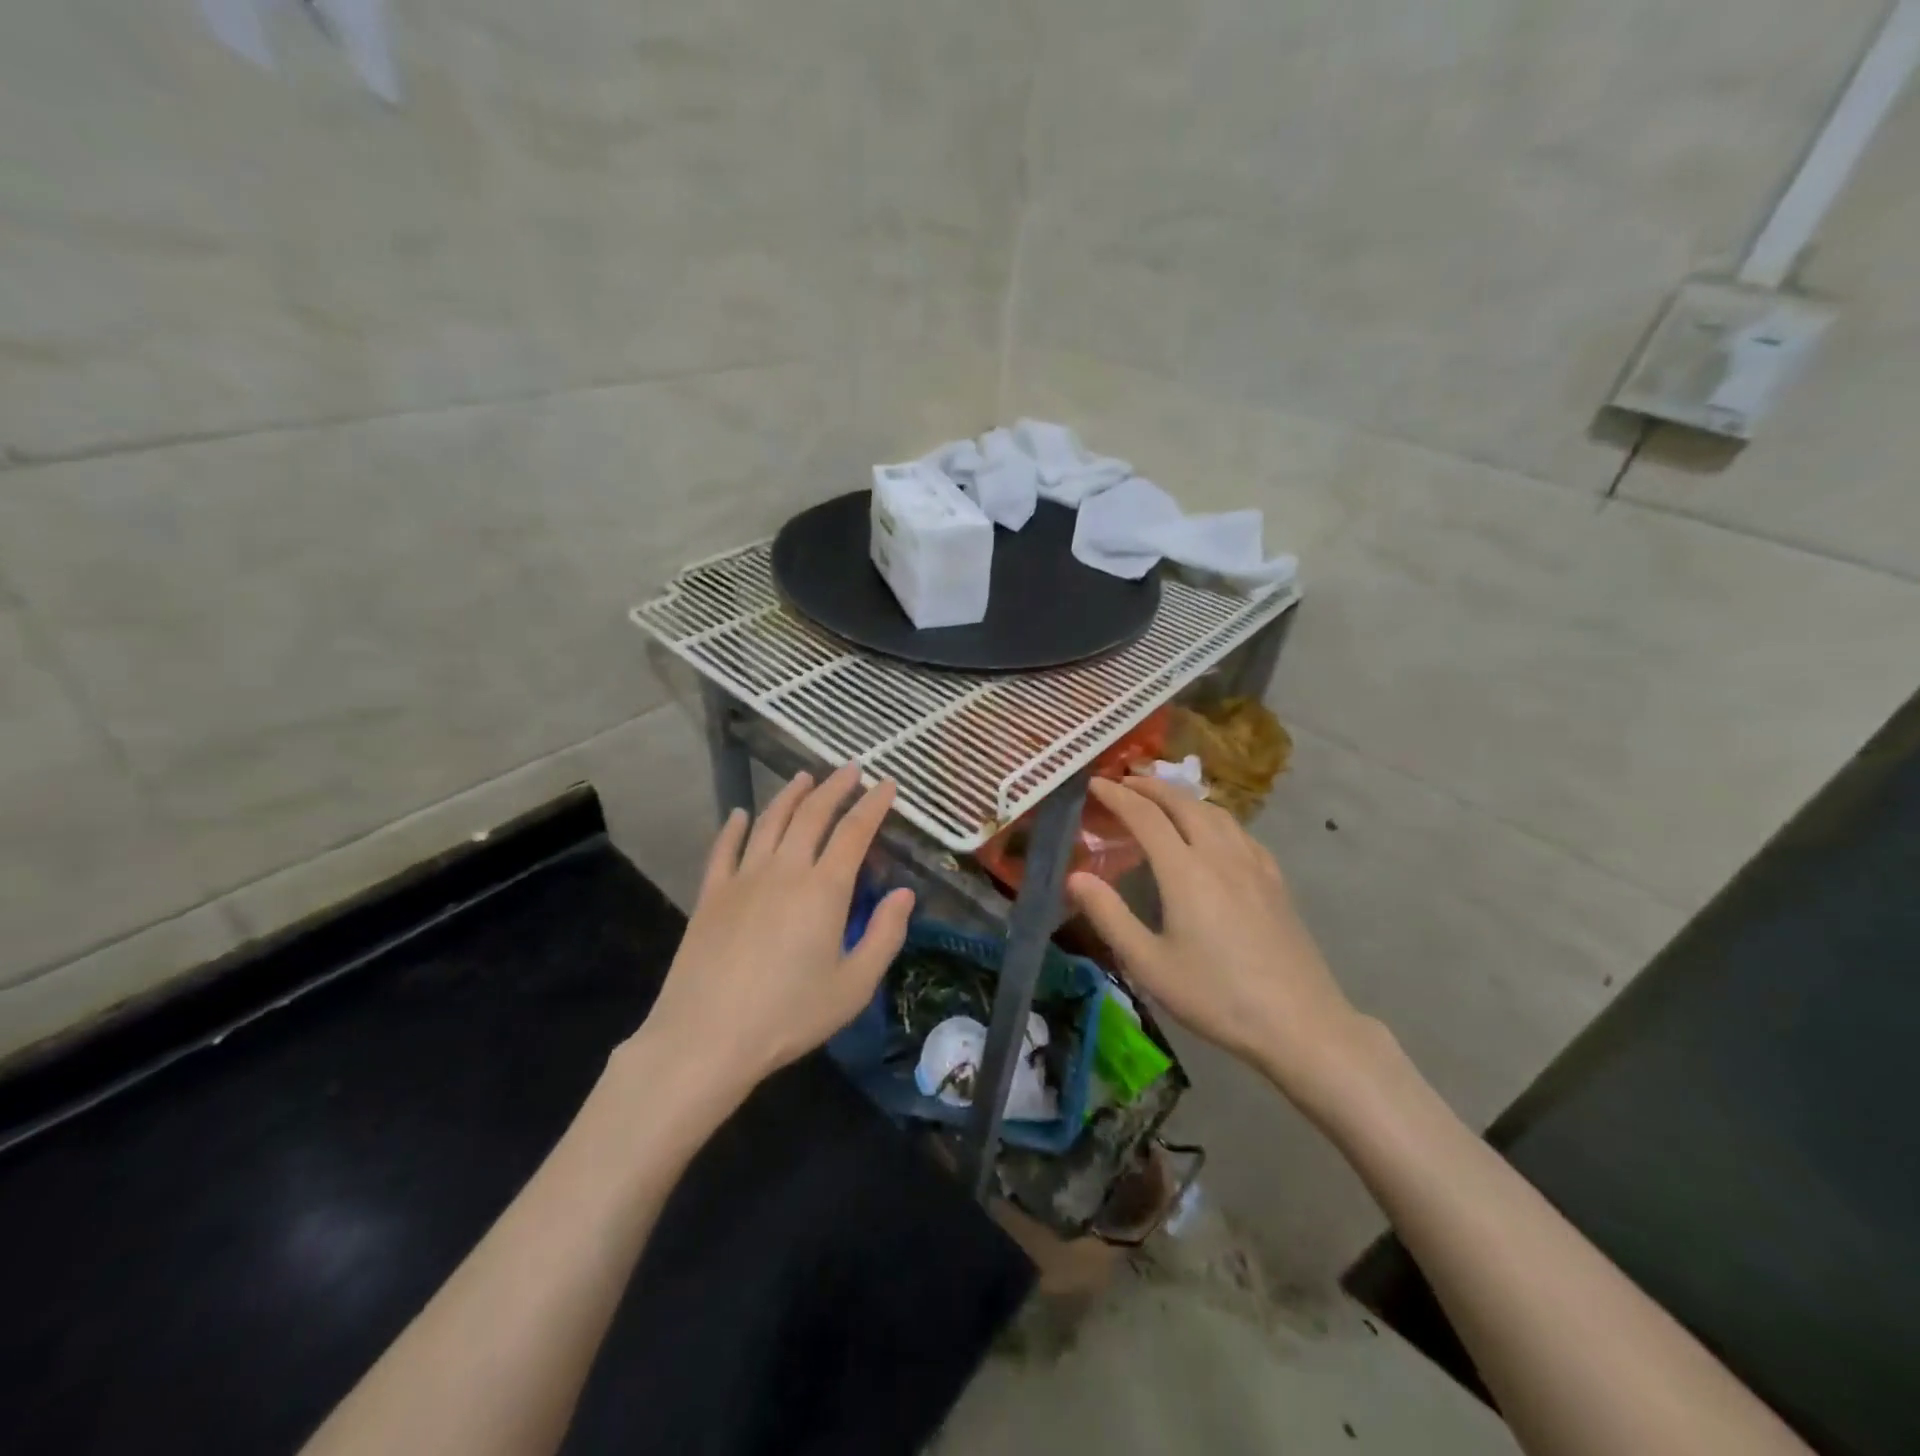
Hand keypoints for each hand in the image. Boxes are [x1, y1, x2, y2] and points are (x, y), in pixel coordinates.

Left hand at [632, 765, 913, 1105]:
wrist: (706, 1037)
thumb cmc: (789, 1015)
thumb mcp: (854, 986)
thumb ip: (885, 936)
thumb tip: (904, 894)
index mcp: (825, 889)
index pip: (854, 832)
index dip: (873, 805)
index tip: (887, 785)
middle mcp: (785, 870)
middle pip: (813, 815)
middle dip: (836, 787)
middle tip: (851, 769)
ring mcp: (743, 878)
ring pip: (770, 822)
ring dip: (790, 795)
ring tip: (805, 778)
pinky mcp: (711, 895)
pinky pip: (725, 849)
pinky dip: (735, 827)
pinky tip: (741, 814)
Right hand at [1067, 776, 1372, 1104]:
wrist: (1300, 1023)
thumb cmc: (1216, 996)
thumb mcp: (1149, 965)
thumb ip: (1109, 916)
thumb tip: (1075, 877)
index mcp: (1185, 871)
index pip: (1145, 816)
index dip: (1117, 796)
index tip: (1094, 784)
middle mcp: (1220, 855)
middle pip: (1183, 803)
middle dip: (1150, 786)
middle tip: (1123, 781)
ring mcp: (1254, 865)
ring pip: (1215, 812)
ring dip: (1183, 796)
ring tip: (1161, 797)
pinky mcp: (1275, 881)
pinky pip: (1239, 831)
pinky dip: (1214, 816)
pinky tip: (1213, 831)